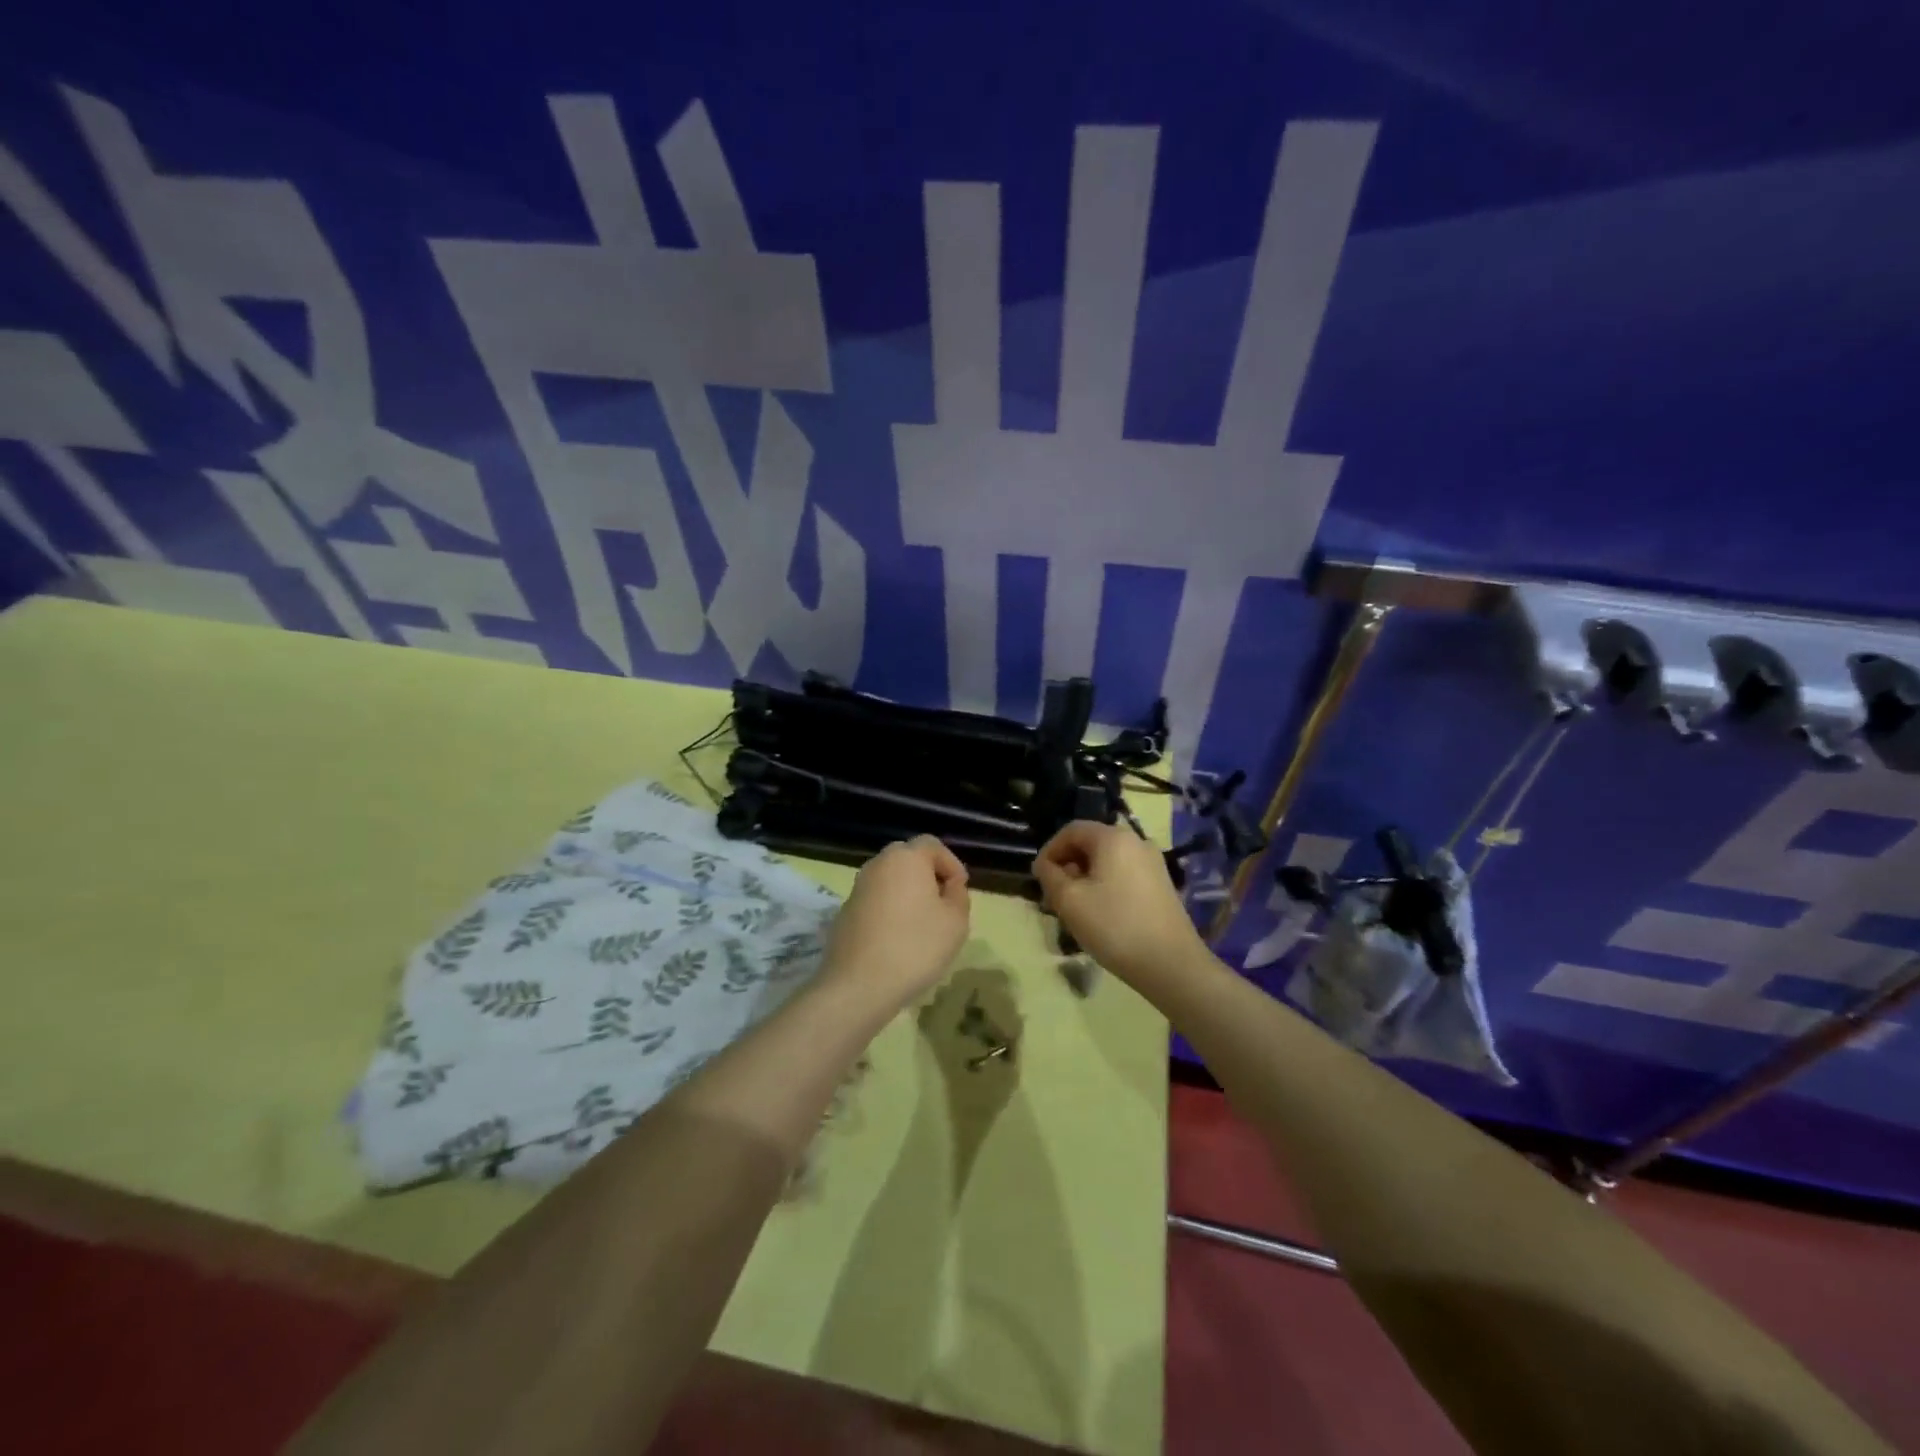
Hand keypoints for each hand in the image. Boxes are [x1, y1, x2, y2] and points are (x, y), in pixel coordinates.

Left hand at [820, 835, 971, 1013]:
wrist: (859, 984)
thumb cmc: (915, 946)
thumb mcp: (956, 921)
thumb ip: (958, 895)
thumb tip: (949, 885)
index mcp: (906, 858)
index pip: (932, 844)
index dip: (951, 864)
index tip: (960, 890)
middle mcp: (878, 865)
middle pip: (908, 859)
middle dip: (928, 876)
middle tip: (943, 904)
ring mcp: (857, 888)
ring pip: (890, 880)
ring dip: (908, 893)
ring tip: (922, 924)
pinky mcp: (845, 912)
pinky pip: (875, 900)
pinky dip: (889, 910)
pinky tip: (898, 939)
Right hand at [1033, 821, 1201, 984]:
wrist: (1171, 964)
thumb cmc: (1114, 926)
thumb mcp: (1069, 901)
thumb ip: (1050, 876)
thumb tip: (1045, 865)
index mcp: (1113, 837)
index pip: (1071, 830)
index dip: (1050, 850)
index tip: (1039, 877)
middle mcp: (1136, 842)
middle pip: (1091, 843)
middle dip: (1068, 865)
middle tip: (1054, 895)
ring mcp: (1153, 863)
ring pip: (1108, 861)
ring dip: (1086, 877)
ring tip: (1075, 907)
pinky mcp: (1162, 884)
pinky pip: (1124, 874)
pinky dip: (1106, 885)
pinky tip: (1101, 913)